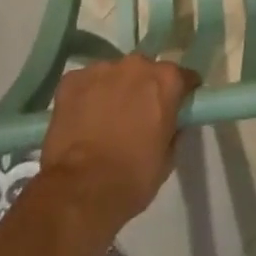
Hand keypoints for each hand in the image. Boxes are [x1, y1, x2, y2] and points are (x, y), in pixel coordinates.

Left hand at [38, 54, 200, 233]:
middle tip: (137, 116)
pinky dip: (86, 97)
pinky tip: (81, 121)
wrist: (80, 191)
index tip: (175, 107)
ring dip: (114, 90)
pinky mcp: (72, 80)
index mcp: (166, 80)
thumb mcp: (167, 158)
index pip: (183, 77)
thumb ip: (173, 129)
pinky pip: (85, 83)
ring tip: (104, 120)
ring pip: (113, 75)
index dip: (180, 93)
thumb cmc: (132, 178)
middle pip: (145, 71)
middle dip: (143, 88)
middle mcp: (137, 65)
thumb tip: (170, 121)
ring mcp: (101, 69)